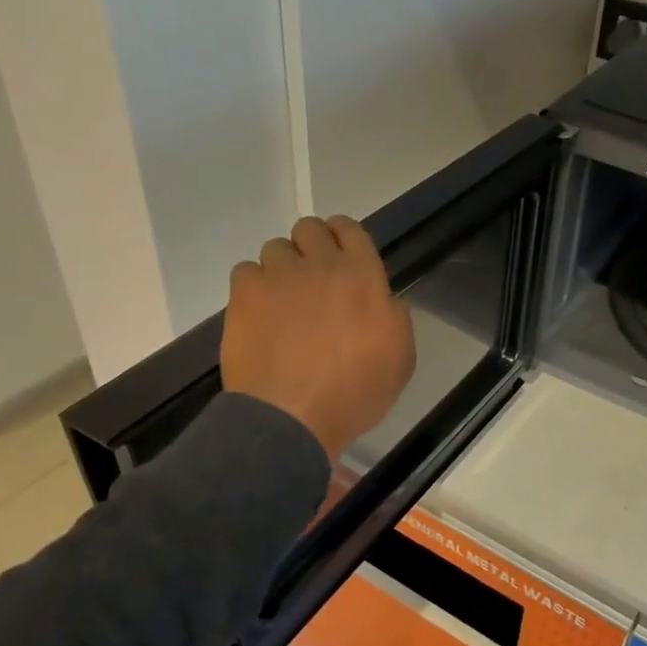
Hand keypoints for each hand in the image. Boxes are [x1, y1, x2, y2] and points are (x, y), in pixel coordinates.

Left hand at [221, 216, 416, 461]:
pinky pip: (246, 272)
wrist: (292, 417)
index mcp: (364, 275)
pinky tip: (258, 316)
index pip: (351, 229)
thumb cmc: (355, 392)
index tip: (341, 257)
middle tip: (312, 280)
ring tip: (281, 302)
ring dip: (281, 269)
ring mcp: (279, 276)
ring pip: (275, 248)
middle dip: (310, 247)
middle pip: (310, 228)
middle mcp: (321, 264)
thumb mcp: (401, 358)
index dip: (344, 238)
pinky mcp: (245, 293)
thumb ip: (394, 317)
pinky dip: (252, 289)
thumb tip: (382, 299)